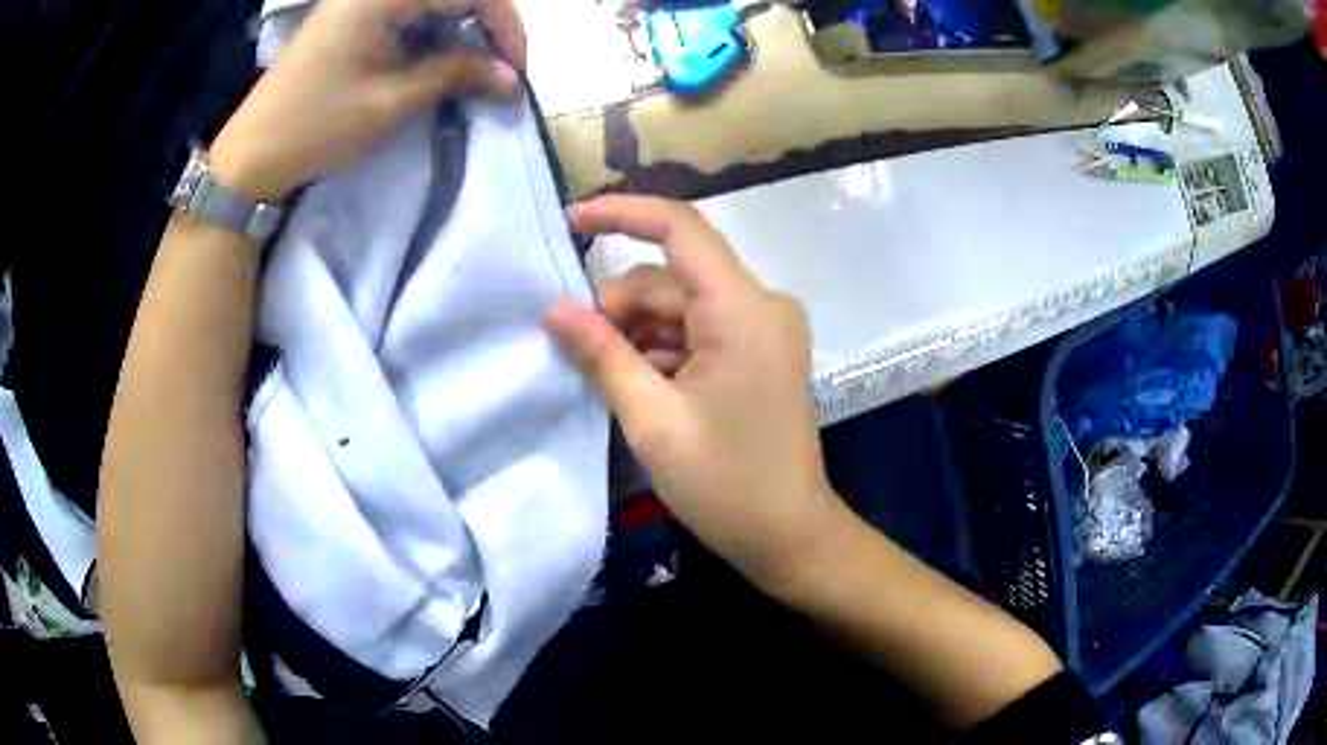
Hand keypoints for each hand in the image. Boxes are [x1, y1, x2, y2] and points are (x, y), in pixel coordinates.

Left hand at [210, 0, 525, 200]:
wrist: (249, 157)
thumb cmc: (315, 127)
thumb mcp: (391, 102)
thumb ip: (455, 76)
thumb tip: (511, 78)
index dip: (504, 24)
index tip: (515, 71)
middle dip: (484, 29)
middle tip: (496, 73)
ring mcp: (359, 3)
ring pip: (432, 5)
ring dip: (457, 36)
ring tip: (466, 77)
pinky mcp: (351, 21)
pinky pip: (406, 17)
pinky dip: (429, 41)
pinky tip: (432, 69)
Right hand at [546, 196, 844, 595]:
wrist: (790, 535)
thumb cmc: (725, 485)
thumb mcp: (652, 420)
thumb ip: (602, 354)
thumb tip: (554, 310)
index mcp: (742, 309)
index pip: (680, 229)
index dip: (621, 214)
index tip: (570, 222)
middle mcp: (761, 303)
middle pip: (672, 277)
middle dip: (620, 307)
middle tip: (580, 355)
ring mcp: (764, 327)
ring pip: (682, 305)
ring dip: (638, 333)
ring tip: (611, 382)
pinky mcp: (761, 350)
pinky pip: (700, 329)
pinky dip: (664, 349)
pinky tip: (641, 387)